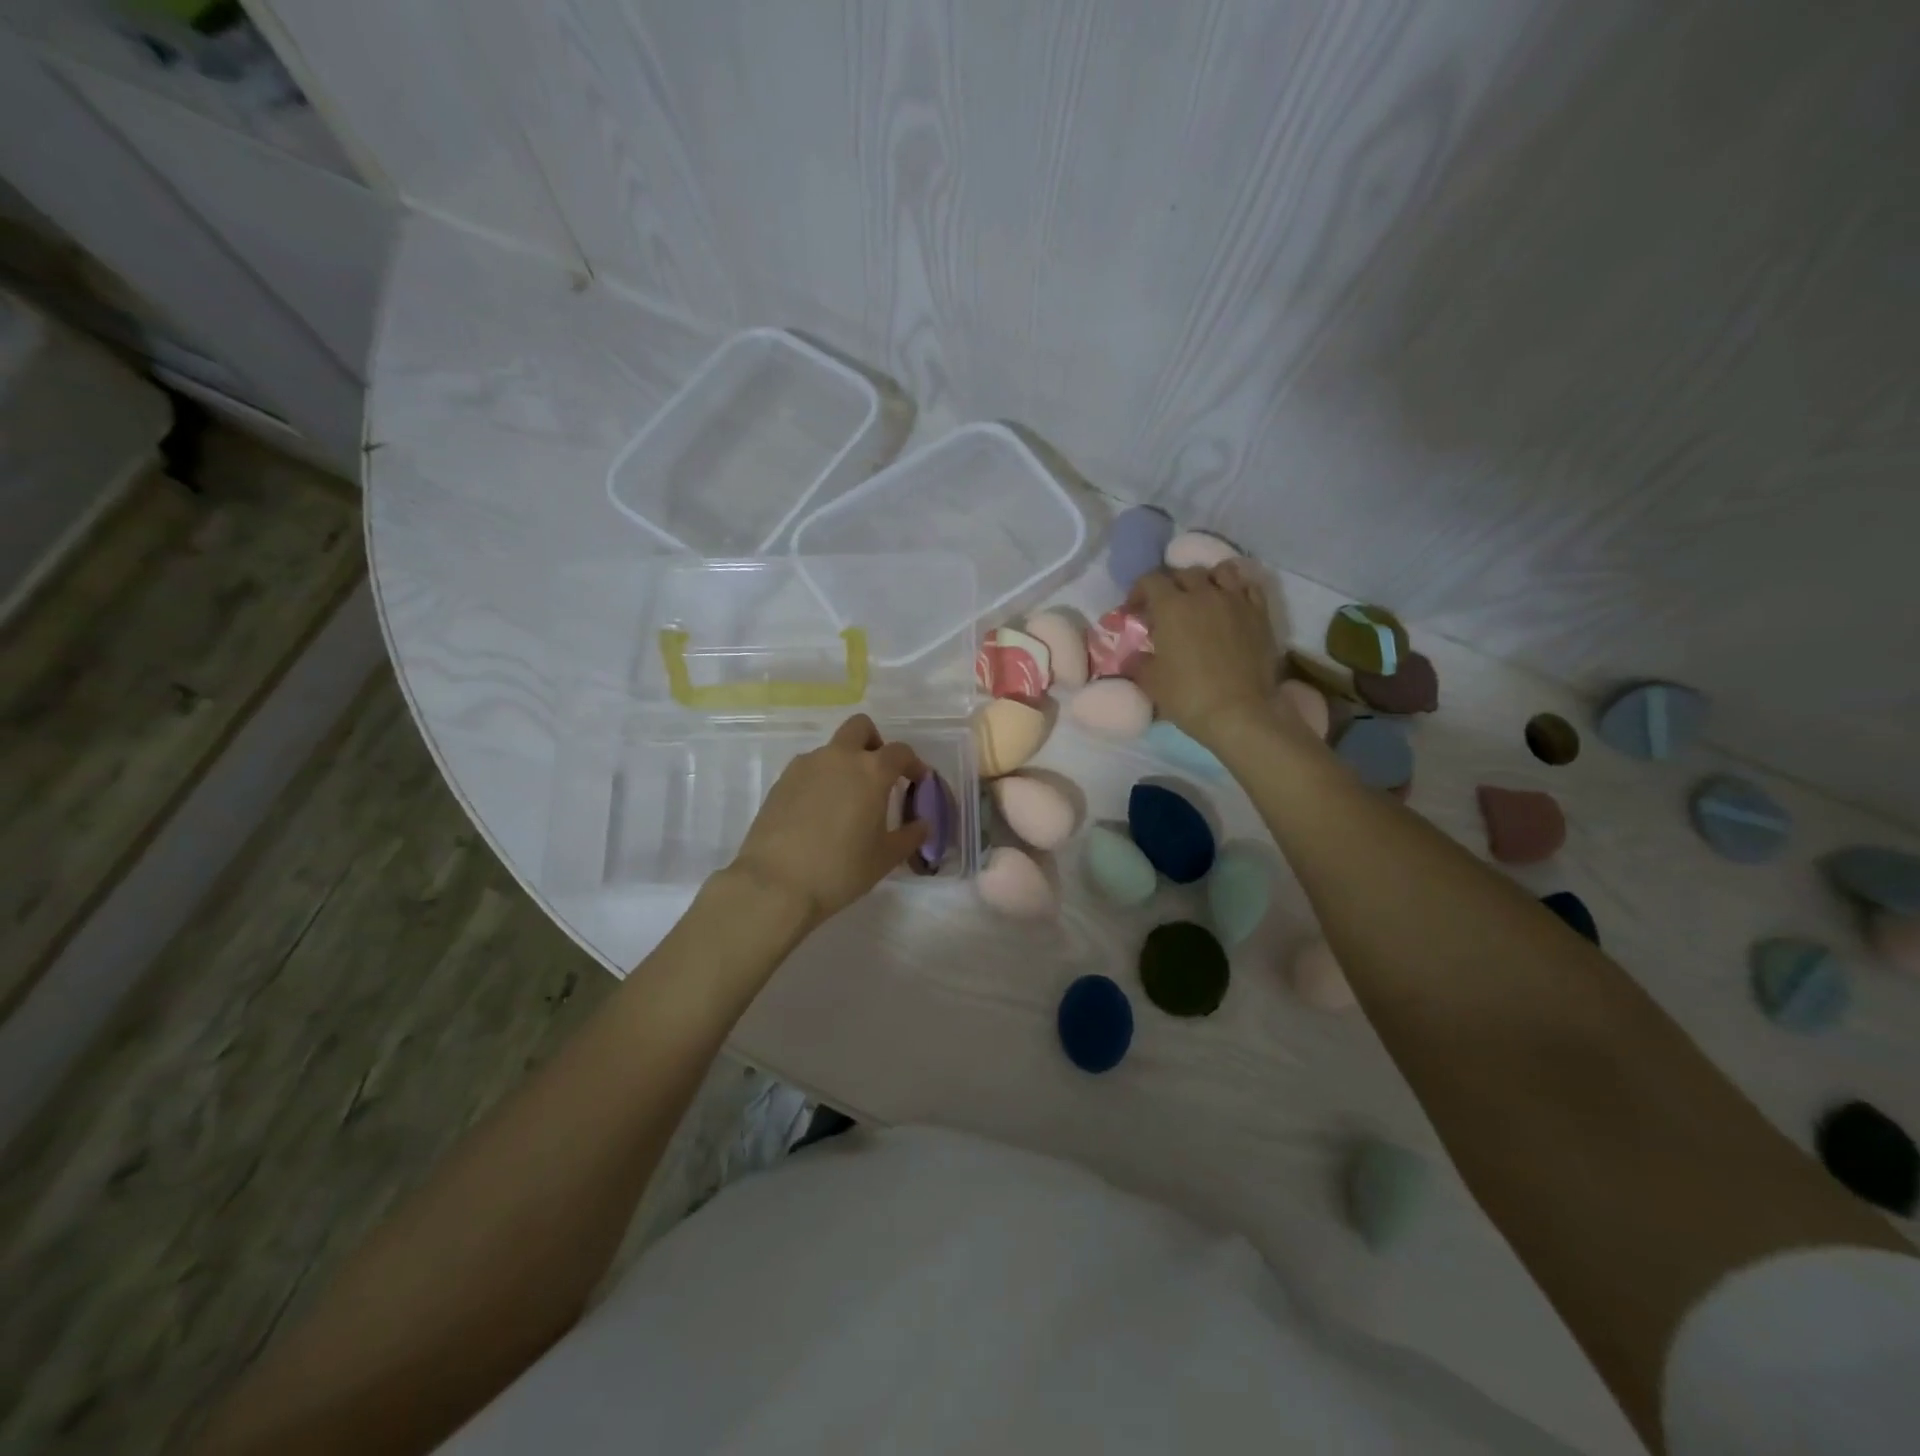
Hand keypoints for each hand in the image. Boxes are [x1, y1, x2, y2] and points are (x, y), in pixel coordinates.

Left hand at [725, 713, 929, 929]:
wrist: (776, 884)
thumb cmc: (841, 869)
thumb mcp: (885, 858)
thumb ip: (910, 836)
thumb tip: (923, 824)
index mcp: (871, 771)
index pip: (900, 752)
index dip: (913, 764)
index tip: (918, 781)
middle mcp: (839, 758)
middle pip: (860, 728)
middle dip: (874, 743)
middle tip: (878, 774)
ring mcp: (806, 766)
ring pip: (832, 749)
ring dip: (844, 763)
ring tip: (846, 801)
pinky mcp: (781, 781)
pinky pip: (809, 769)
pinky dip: (821, 780)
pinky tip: (819, 813)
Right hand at [1128, 564, 1280, 746]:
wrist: (1240, 713)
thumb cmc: (1188, 696)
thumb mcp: (1151, 682)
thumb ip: (1138, 663)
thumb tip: (1134, 657)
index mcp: (1171, 607)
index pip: (1150, 580)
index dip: (1138, 592)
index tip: (1134, 612)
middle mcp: (1204, 594)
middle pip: (1184, 573)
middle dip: (1170, 586)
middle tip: (1165, 609)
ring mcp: (1236, 601)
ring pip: (1220, 572)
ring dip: (1206, 580)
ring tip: (1202, 599)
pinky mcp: (1260, 614)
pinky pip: (1248, 587)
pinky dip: (1236, 589)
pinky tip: (1230, 605)